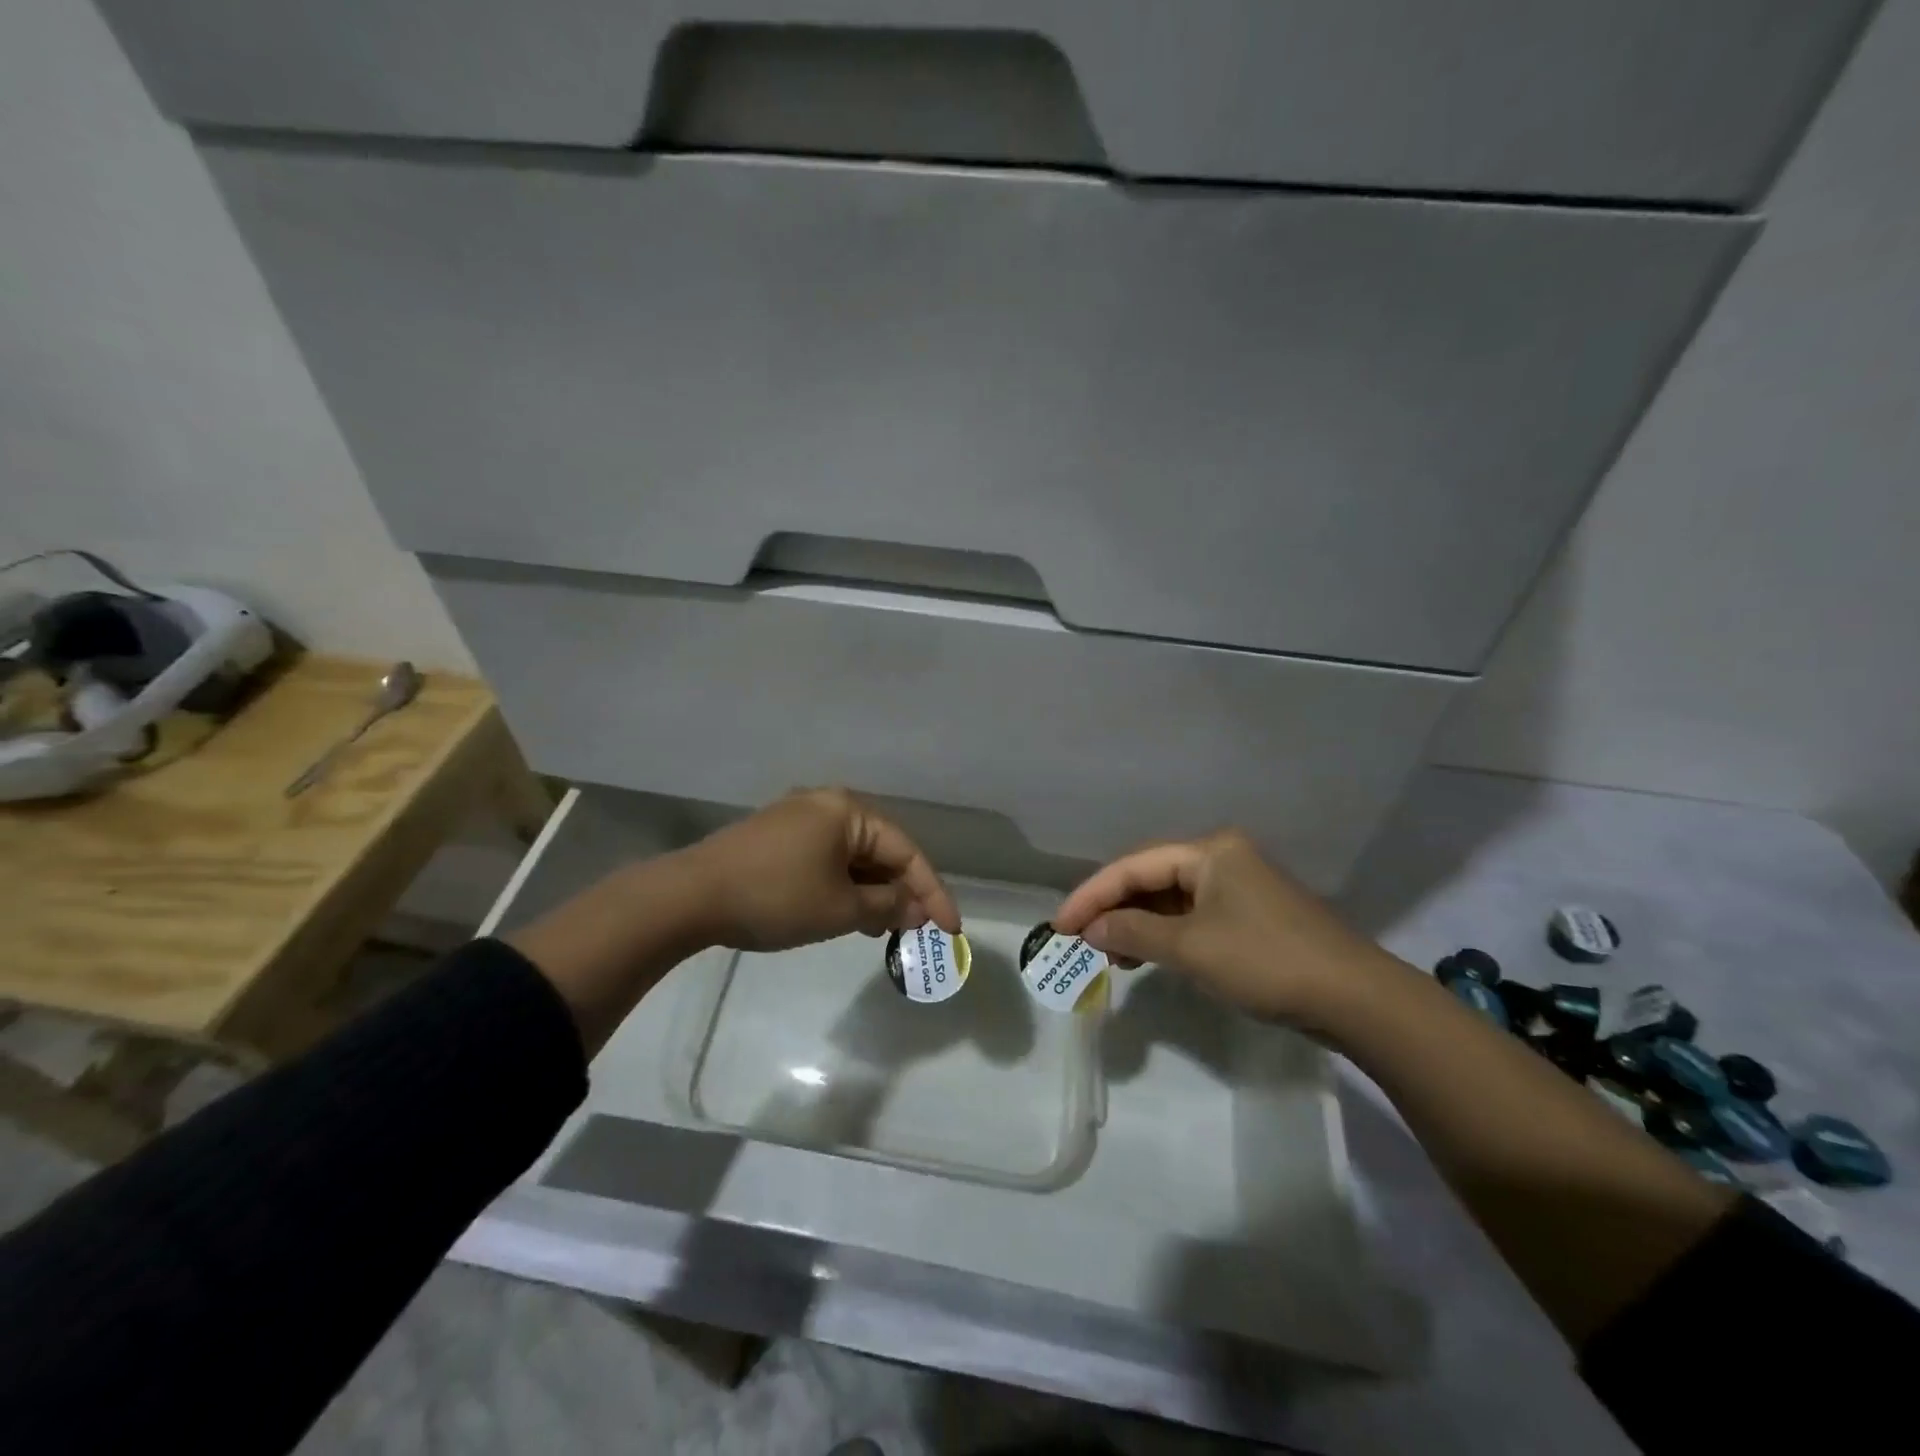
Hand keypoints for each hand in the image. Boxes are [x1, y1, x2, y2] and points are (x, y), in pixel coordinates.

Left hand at [681, 788, 960, 952]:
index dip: (932, 892)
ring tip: (881, 930)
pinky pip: (826, 859)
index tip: (950, 930)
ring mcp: (798, 819)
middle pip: (880, 849)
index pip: (906, 851)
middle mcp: (826, 804)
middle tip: (916, 930)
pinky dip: (844, 886)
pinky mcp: (776, 837)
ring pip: (852, 856)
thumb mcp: (840, 909)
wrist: (690, 897)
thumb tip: (916, 909)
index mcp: (848, 811)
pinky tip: (846, 913)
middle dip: (901, 891)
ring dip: (872, 892)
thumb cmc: (776, 897)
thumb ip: (887, 907)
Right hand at [1052, 831, 1387, 1025]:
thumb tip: (1090, 929)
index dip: (1092, 895)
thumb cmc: (1266, 961)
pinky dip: (1164, 935)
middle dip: (1113, 909)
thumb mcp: (1191, 948)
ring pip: (1170, 900)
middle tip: (1079, 941)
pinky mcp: (1249, 916)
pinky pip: (1191, 917)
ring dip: (1137, 924)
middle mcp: (1221, 858)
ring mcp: (1238, 887)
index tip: (1059, 925)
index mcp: (1208, 852)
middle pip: (1150, 878)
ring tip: (1108, 954)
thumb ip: (1135, 932)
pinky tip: (1146, 956)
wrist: (1355, 998)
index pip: (1133, 866)